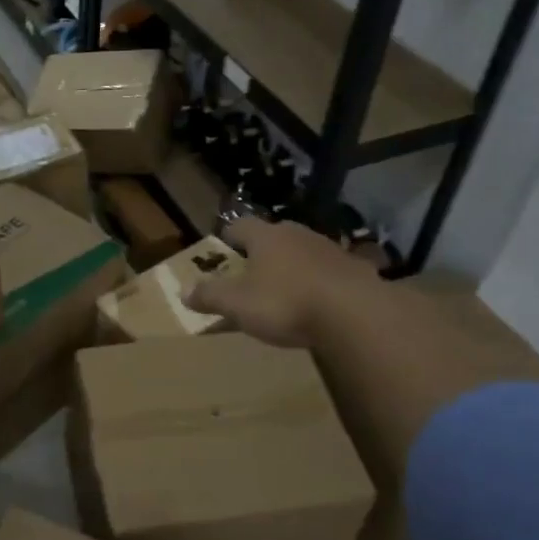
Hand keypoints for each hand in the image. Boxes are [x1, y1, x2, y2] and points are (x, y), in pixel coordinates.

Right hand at [184, 217, 372, 348]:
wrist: (356, 314)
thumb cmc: (286, 303)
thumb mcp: (237, 304)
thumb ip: (210, 296)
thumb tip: (183, 290)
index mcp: (266, 236)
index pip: (240, 226)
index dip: (228, 236)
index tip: (222, 248)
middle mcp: (297, 234)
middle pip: (274, 236)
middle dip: (262, 251)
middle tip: (251, 272)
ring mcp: (330, 250)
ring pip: (303, 252)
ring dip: (293, 266)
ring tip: (285, 290)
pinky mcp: (356, 270)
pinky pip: (329, 272)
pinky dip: (320, 283)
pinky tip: (319, 303)